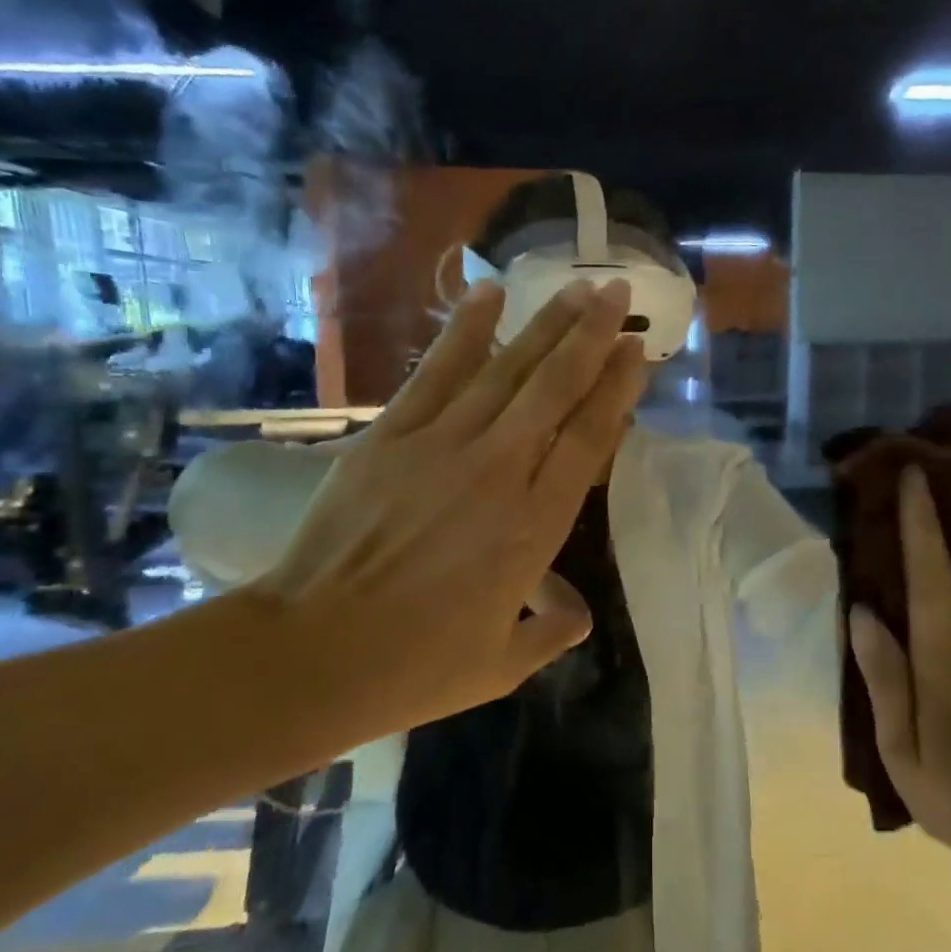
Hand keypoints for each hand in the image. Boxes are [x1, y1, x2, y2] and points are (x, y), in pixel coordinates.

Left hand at [245, 277, 645, 744]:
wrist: (314, 651)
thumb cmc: (416, 666)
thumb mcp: (503, 664)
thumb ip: (551, 633)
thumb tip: (577, 615)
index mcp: (534, 526)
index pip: (588, 439)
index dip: (616, 389)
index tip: (637, 351)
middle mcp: (498, 471)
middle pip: (555, 388)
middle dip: (591, 335)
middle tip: (617, 292)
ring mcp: (442, 446)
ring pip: (506, 370)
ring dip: (545, 324)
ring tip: (576, 286)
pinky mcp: (391, 436)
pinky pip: (437, 371)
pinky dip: (465, 330)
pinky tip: (488, 293)